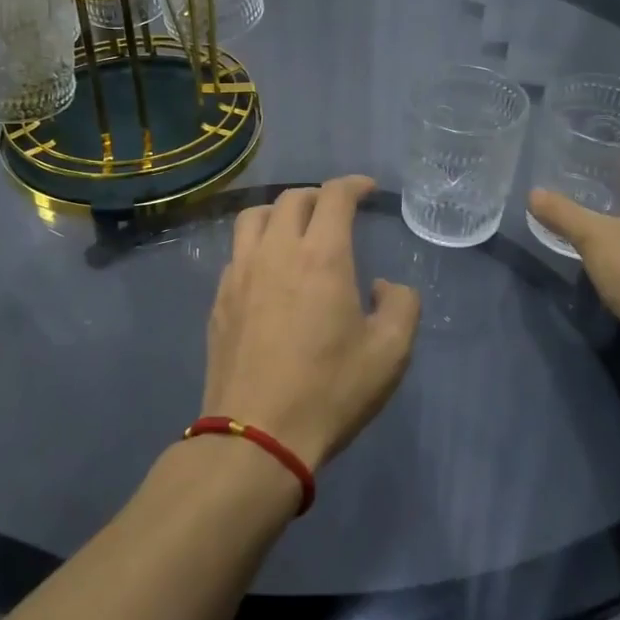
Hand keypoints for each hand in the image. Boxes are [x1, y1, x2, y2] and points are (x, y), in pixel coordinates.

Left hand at [202, 176, 420, 471]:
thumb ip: (400, 305)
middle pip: (291, 199)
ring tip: (294, 229)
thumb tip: (383, 285)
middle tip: (335, 212)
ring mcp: (240, 273)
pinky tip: (267, 271)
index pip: (334, 196)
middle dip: (318, 196)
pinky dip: (256, 245)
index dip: (353, 185)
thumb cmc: (329, 391)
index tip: (366, 190)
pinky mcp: (219, 298)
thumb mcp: (390, 353)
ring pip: (253, 217)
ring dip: (278, 212)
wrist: (257, 435)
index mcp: (321, 256)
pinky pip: (236, 252)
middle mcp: (276, 251)